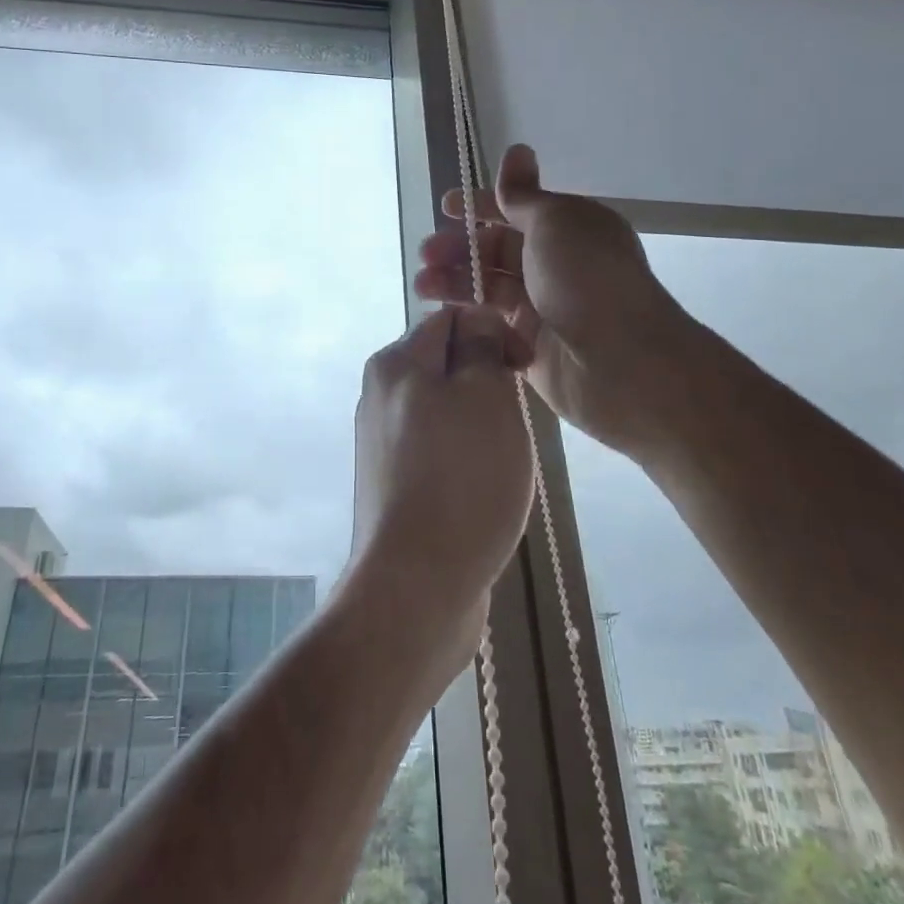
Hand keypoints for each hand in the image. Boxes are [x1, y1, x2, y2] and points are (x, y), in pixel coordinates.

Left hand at [349, 305, 535, 643]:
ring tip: (502, 458)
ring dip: (480, 421)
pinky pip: (438, 449)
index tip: (523, 368)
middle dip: (487, 380)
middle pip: (446, 363)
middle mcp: (379, 395)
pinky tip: (482, 487)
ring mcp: (382, 442)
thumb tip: (476, 321)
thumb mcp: (484, 395)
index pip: (450, 318)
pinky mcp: (393, 483)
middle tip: (514, 418)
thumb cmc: (461, 479)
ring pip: (445, 408)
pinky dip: (465, 456)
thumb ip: (481, 346)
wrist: (416, 585)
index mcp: (394, 364)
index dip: (493, 331)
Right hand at [414, 144, 696, 457]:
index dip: (480, 206)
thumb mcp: (555, 222)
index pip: (516, 210)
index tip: (445, 207)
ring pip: (489, 289)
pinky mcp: (529, 348)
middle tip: (426, 255)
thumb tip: (516, 150)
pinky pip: (491, 327)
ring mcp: (543, 309)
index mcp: (568, 230)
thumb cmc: (587, 279)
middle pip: (497, 251)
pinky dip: (469, 319)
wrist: (622, 363)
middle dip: (459, 248)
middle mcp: (556, 266)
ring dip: (455, 283)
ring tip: (424, 287)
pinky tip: (445, 318)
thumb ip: (524, 194)